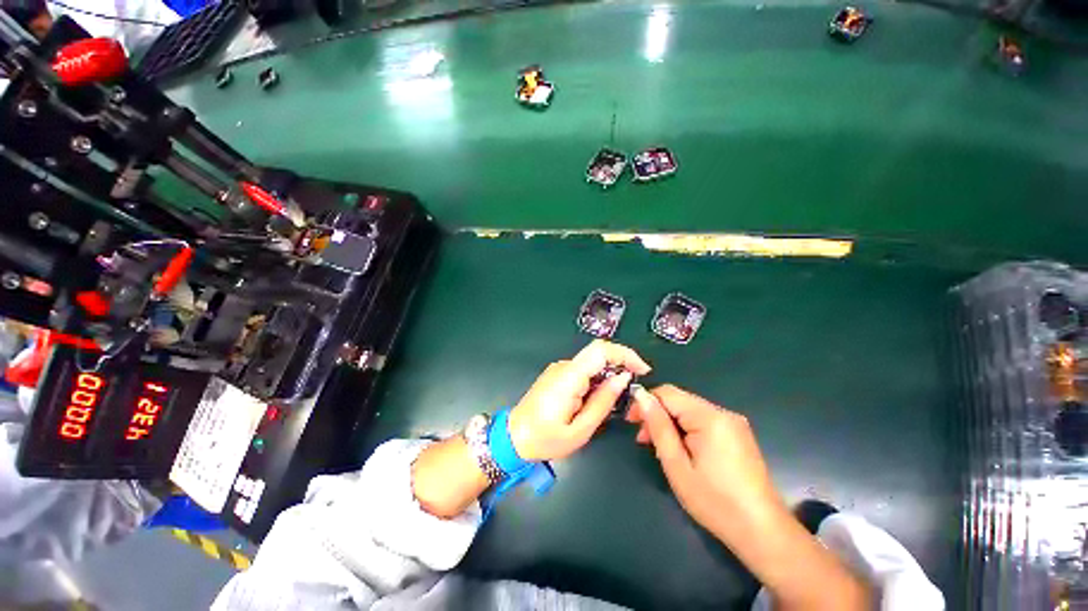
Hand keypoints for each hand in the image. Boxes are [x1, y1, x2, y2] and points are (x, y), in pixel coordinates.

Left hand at [509, 340, 650, 460]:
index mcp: (569, 377)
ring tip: (613, 402)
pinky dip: (597, 380)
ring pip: (592, 363)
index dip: (625, 354)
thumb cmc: (545, 439)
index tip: (643, 370)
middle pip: (598, 354)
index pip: (600, 350)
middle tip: (631, 390)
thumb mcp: (580, 430)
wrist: (513, 437)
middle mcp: (564, 366)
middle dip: (620, 366)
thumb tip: (623, 378)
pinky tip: (597, 399)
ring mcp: (559, 368)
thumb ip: (603, 402)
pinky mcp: (557, 374)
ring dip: (608, 376)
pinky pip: (583, 370)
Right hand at [628, 385, 782, 540]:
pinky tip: (681, 451)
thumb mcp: (677, 465)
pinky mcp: (738, 435)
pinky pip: (703, 422)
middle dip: (658, 415)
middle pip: (679, 401)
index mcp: (709, 417)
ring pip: (690, 411)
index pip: (667, 393)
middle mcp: (723, 413)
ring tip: (659, 448)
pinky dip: (686, 431)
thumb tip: (641, 396)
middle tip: (643, 440)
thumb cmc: (714, 501)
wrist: (762, 531)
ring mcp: (734, 423)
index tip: (631, 422)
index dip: (645, 402)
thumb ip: (658, 426)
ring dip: (671, 424)